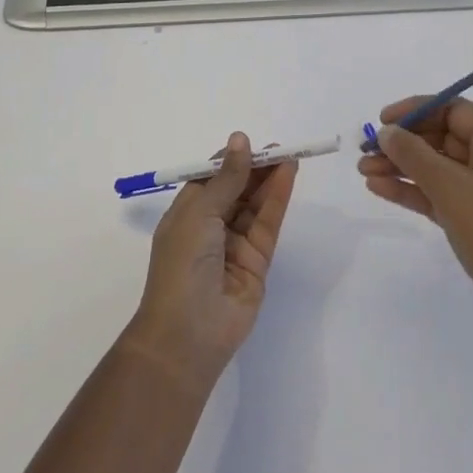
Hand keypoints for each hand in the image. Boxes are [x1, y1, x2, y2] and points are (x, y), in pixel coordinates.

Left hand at [120, 133, 296, 391]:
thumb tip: (240, 139)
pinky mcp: (257, 261)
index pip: (210, 178)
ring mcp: (234, 244)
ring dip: (270, 179)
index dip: (230, 160)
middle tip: (279, 147)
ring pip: (255, 204)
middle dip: (255, 168)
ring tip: (289, 154)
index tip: (249, 143)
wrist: (188, 333)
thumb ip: (227, 178)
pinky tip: (289, 175)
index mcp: (186, 214)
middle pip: (237, 189)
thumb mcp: (200, 213)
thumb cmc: (182, 264)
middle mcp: (210, 227)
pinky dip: (278, 198)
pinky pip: (268, 223)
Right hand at [359, 100, 472, 351]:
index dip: (418, 109)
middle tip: (365, 149)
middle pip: (442, 138)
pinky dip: (410, 190)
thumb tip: (387, 131)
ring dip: (400, 166)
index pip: (455, 111)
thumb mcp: (452, 190)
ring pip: (435, 168)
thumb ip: (415, 156)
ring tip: (363, 171)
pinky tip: (378, 188)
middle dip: (403, 142)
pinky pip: (436, 194)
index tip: (384, 119)